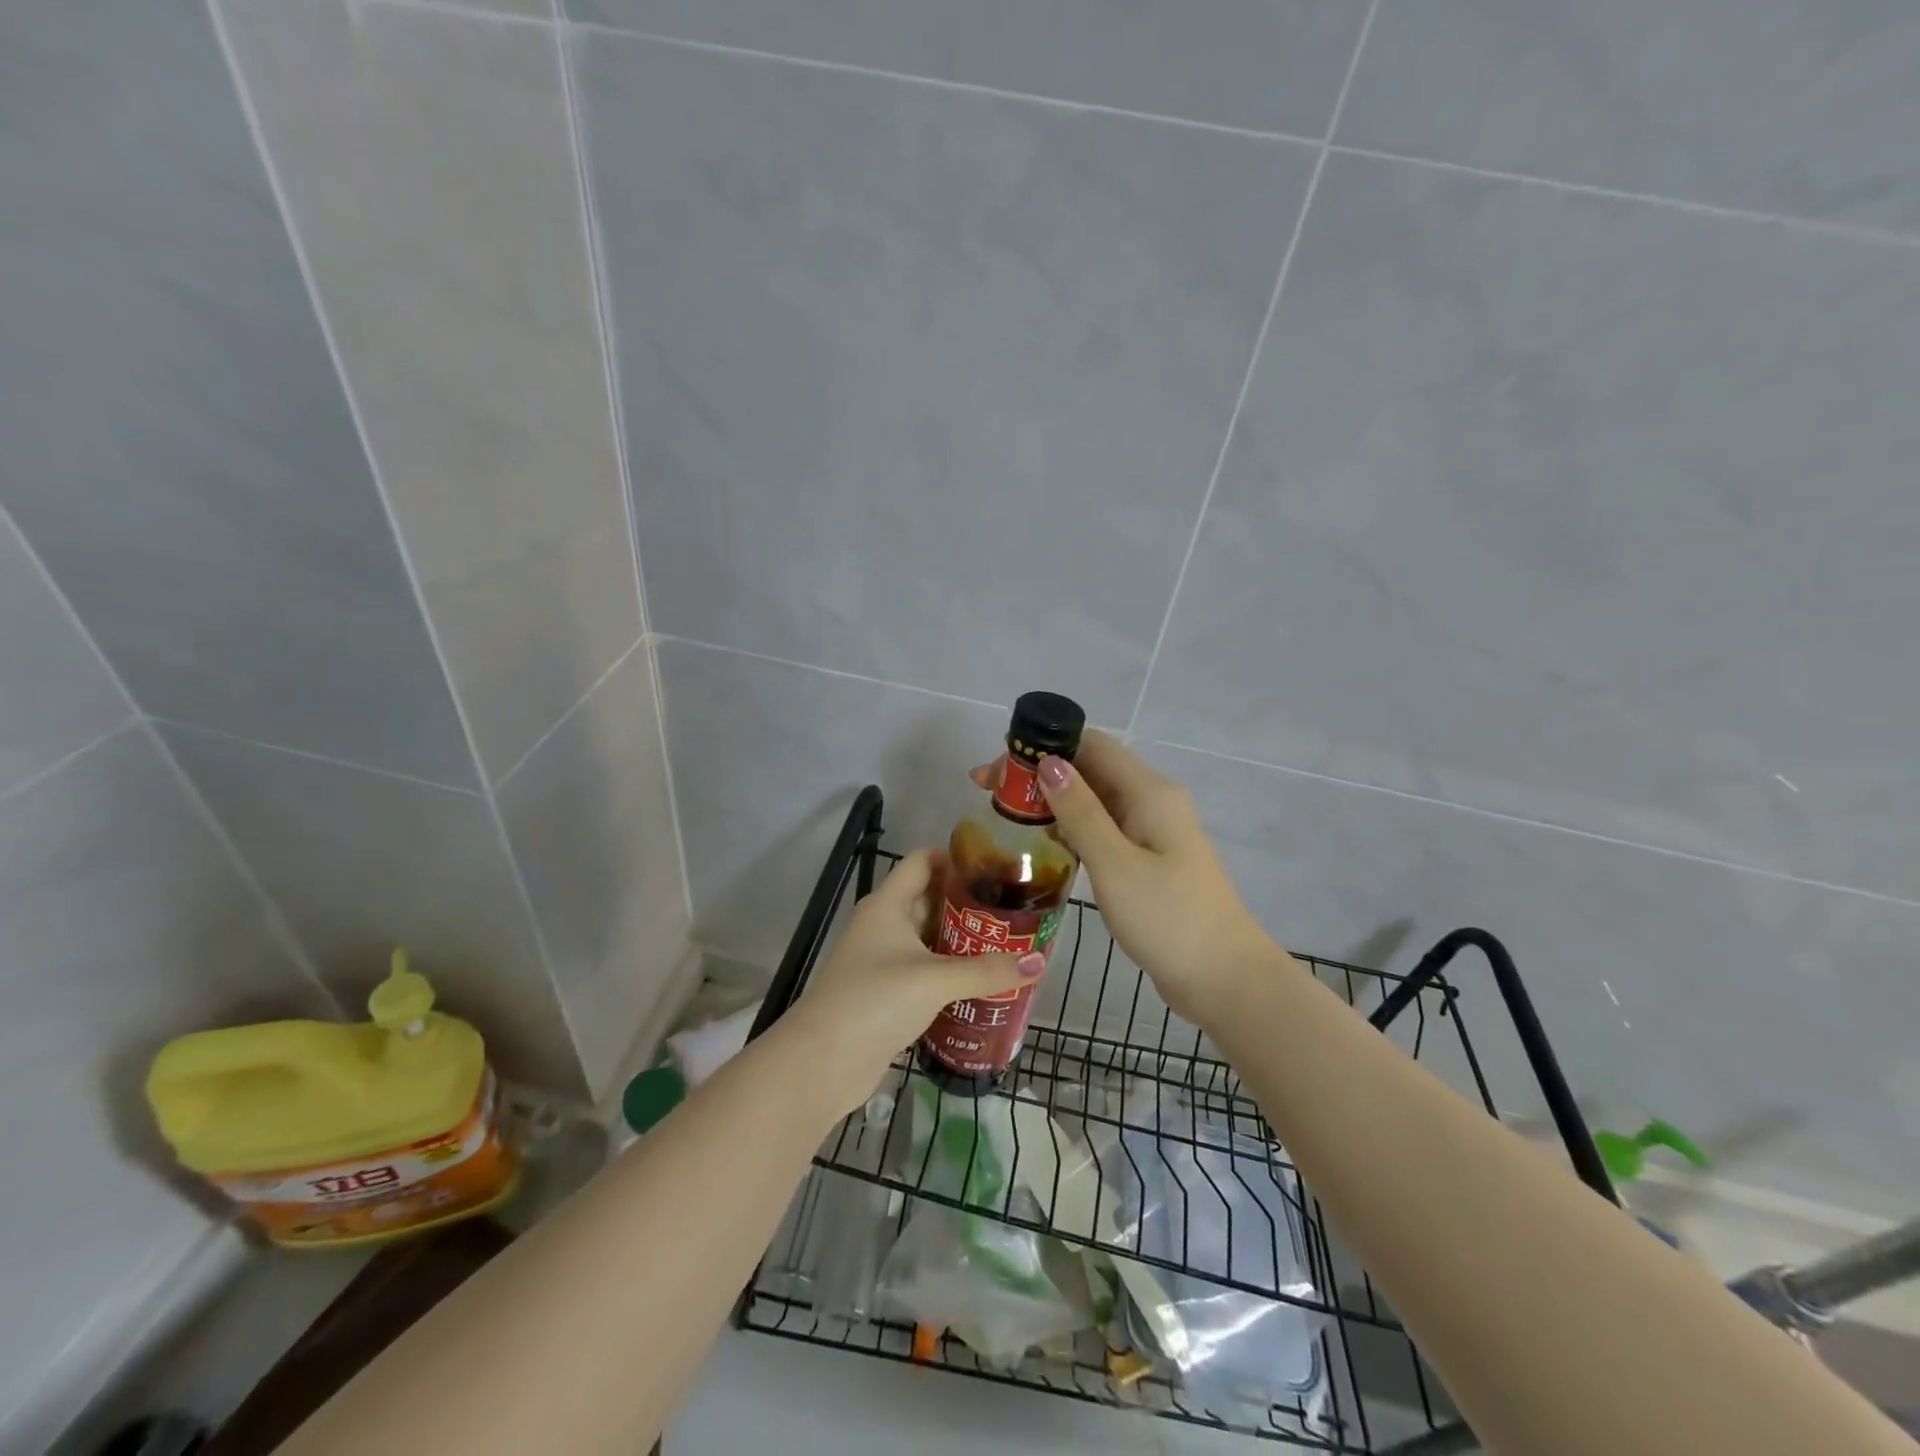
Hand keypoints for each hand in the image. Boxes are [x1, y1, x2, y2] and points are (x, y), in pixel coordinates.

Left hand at [788, 849, 1043, 1114]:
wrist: (822, 1062)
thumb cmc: (875, 1000)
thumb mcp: (934, 980)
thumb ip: (987, 970)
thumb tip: (1039, 962)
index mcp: (887, 904)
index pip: (922, 861)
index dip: (956, 858)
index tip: (998, 866)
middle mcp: (883, 925)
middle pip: (929, 899)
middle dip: (968, 903)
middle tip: (1014, 909)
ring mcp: (882, 960)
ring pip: (928, 938)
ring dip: (962, 941)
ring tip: (1008, 943)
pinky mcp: (886, 993)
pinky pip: (924, 971)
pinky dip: (950, 972)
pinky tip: (983, 982)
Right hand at [973, 731, 1285, 1023]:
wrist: (1225, 979)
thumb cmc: (1168, 919)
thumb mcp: (1115, 864)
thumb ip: (1080, 812)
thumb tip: (1049, 763)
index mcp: (1148, 792)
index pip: (1090, 744)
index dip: (1041, 747)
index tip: (998, 770)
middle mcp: (1152, 801)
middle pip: (1090, 769)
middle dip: (1040, 775)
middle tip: (988, 795)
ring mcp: (1153, 832)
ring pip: (1095, 800)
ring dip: (1053, 802)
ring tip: (1007, 819)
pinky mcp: (1149, 860)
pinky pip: (1105, 829)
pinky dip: (1073, 829)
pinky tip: (1046, 846)